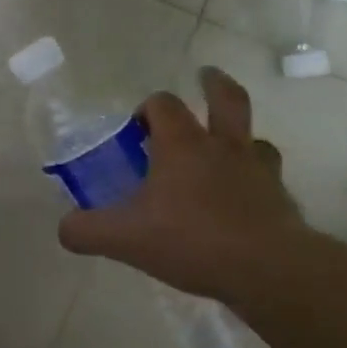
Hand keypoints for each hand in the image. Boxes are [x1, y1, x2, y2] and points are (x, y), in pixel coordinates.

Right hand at [58, 68, 305, 301]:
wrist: (267, 269)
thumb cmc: (191, 240)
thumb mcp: (124, 239)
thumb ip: (86, 230)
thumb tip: (65, 228)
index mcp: (182, 145)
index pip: (163, 104)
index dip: (147, 108)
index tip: (136, 129)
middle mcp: (223, 147)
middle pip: (226, 99)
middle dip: (213, 85)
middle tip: (205, 77)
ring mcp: (258, 171)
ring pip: (254, 138)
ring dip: (240, 136)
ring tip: (228, 147)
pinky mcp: (281, 199)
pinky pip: (269, 178)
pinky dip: (256, 180)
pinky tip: (245, 199)